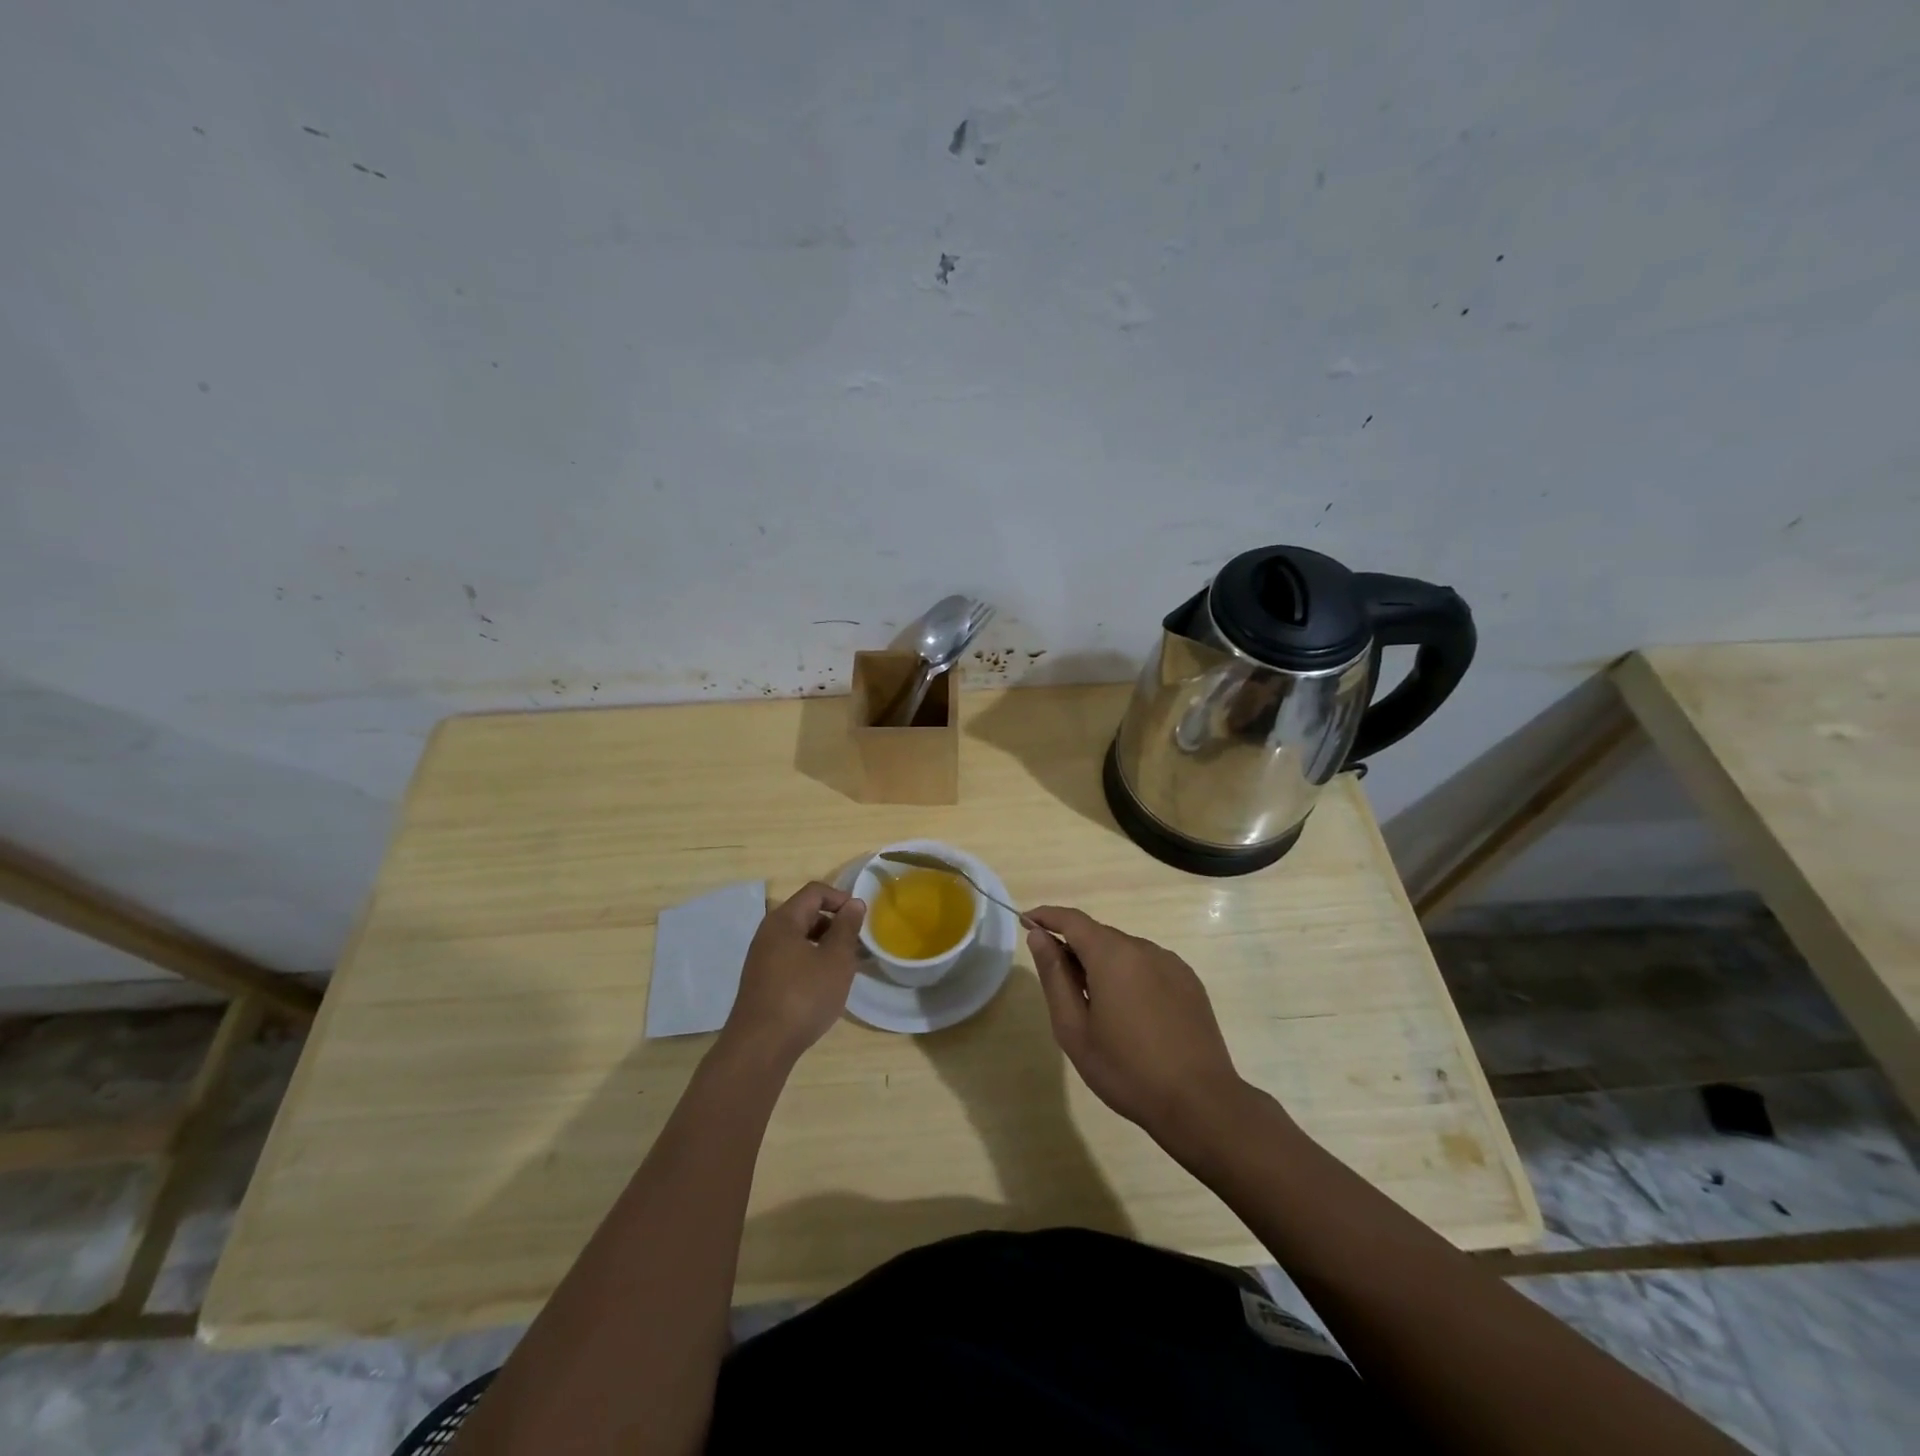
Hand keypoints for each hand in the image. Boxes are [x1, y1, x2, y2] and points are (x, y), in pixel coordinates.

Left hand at [722, 882, 865, 1062]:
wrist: (760, 1047)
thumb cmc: (803, 996)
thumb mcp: (836, 960)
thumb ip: (847, 928)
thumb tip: (853, 903)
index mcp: (784, 920)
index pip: (815, 892)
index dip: (841, 898)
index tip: (860, 919)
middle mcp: (768, 933)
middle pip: (805, 913)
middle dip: (833, 923)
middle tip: (856, 945)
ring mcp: (761, 958)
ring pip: (798, 938)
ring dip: (823, 945)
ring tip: (843, 967)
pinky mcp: (761, 981)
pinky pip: (790, 958)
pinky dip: (810, 962)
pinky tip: (822, 986)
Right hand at [1027, 906, 1248, 1143]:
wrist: (1199, 1102)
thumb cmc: (1126, 1069)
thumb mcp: (1074, 1028)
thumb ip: (1054, 976)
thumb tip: (1039, 936)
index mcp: (1112, 955)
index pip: (1072, 920)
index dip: (1046, 917)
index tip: (1026, 921)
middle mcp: (1143, 948)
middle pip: (1098, 935)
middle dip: (1074, 948)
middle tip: (1058, 984)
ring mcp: (1171, 963)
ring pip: (1124, 951)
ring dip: (1103, 965)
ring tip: (1096, 1007)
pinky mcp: (1189, 981)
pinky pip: (1148, 966)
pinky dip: (1129, 976)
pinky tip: (1131, 1014)